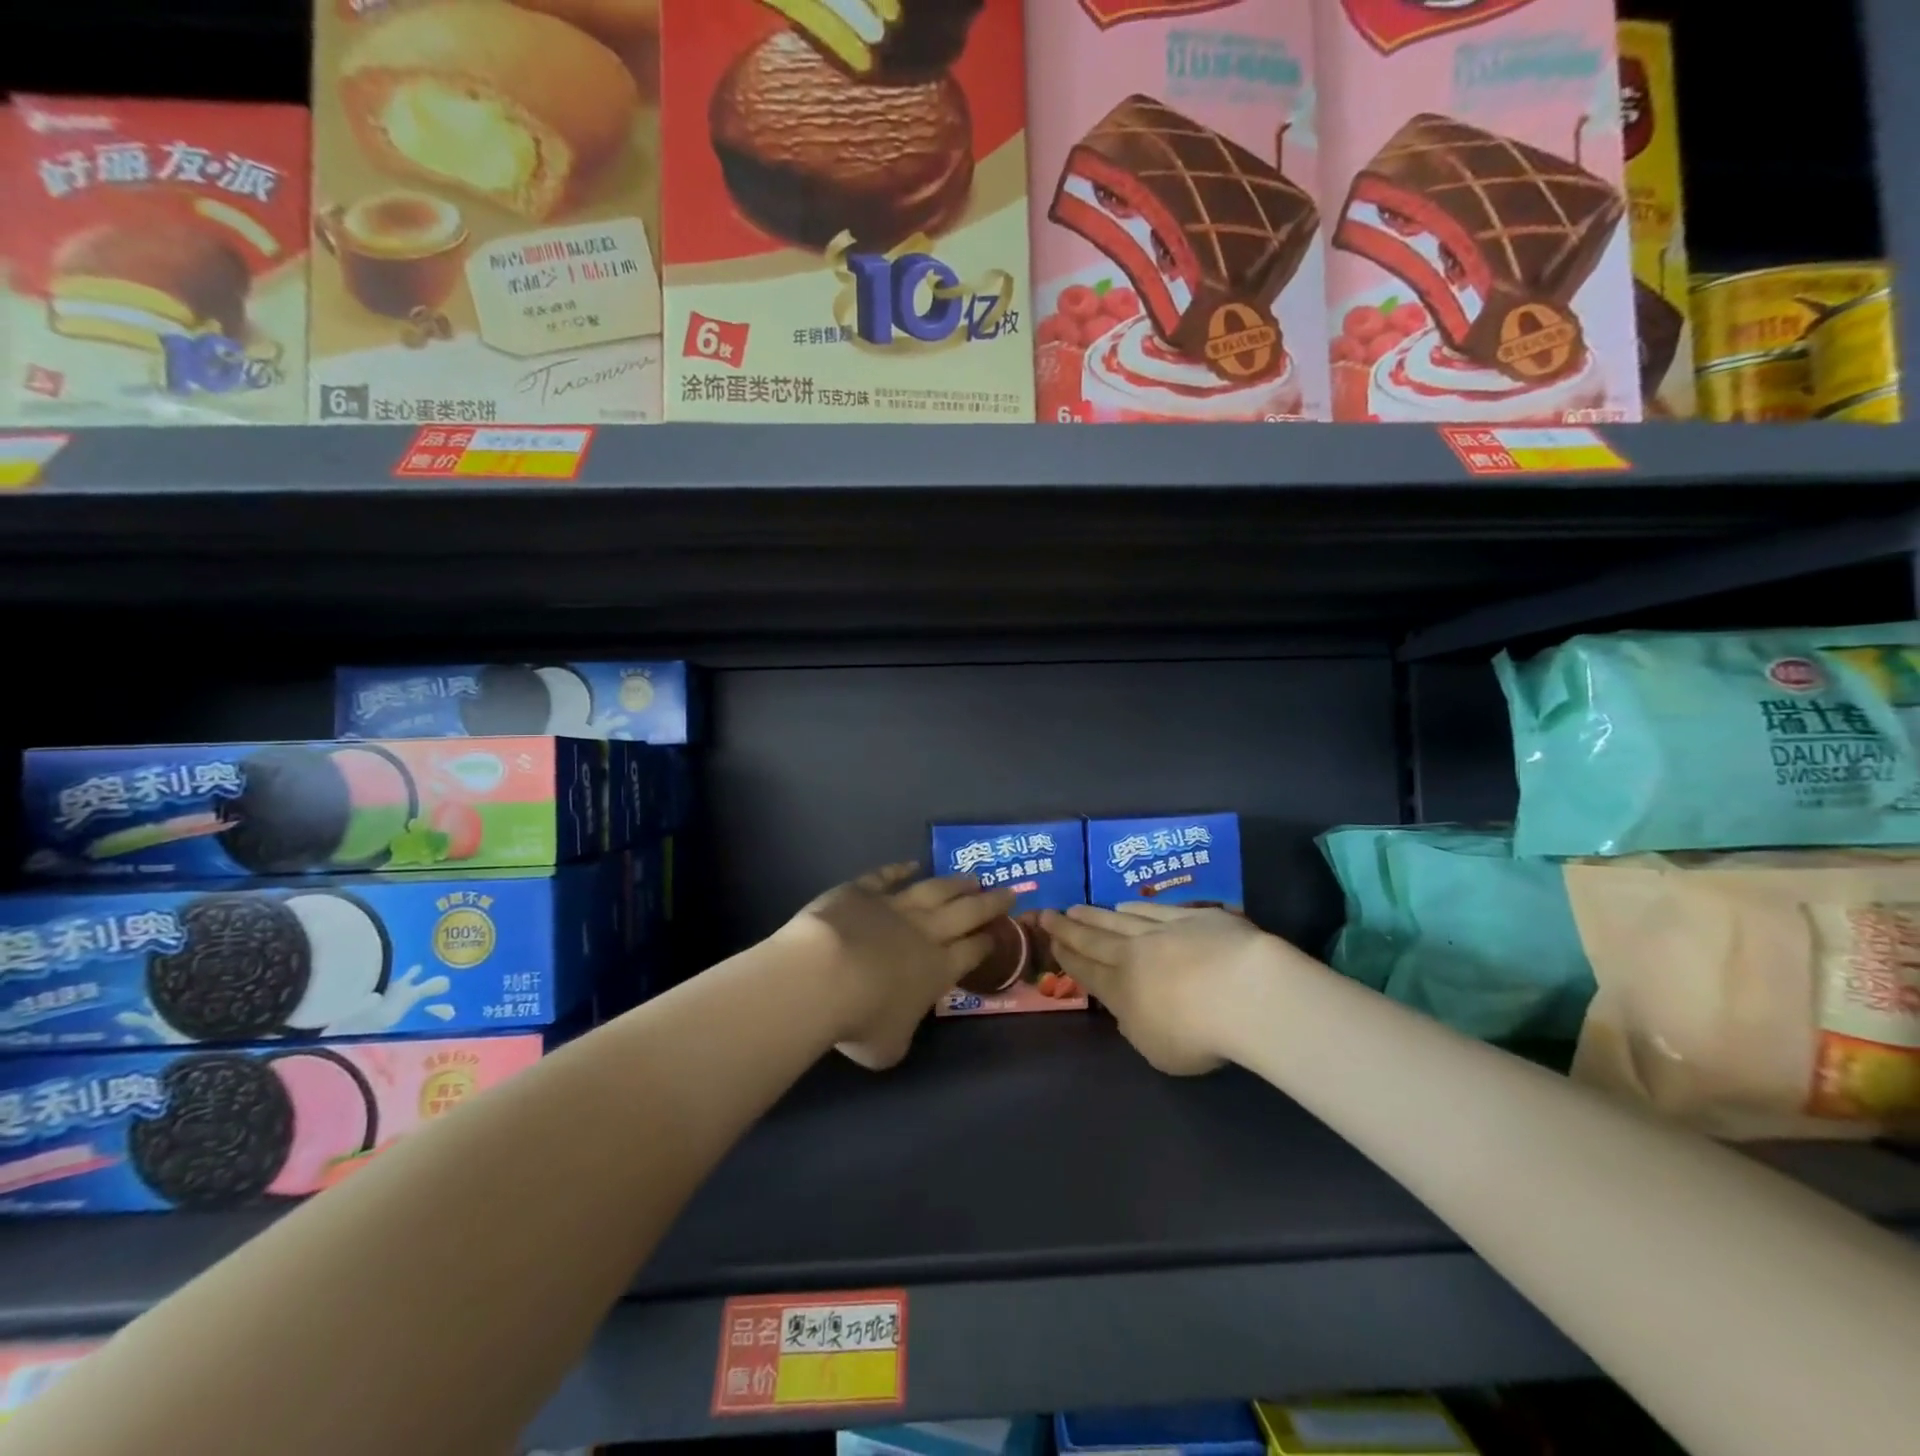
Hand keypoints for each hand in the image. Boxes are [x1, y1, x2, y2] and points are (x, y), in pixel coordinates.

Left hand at [789, 863, 1015, 1069]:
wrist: (823, 975)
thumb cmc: (861, 1019)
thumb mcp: (889, 1047)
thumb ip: (901, 1034)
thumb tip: (898, 1030)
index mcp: (938, 971)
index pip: (973, 952)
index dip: (988, 942)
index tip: (1000, 931)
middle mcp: (925, 933)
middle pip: (966, 913)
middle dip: (989, 903)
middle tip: (1008, 891)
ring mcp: (894, 907)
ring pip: (934, 890)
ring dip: (955, 883)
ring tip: (973, 877)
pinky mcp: (863, 891)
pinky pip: (886, 876)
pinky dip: (899, 868)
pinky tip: (911, 864)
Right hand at [1041, 903, 1274, 1075]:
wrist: (1241, 990)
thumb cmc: (1197, 1034)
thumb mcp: (1157, 1051)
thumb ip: (1137, 1028)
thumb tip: (1128, 1011)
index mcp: (1121, 991)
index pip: (1086, 970)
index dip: (1066, 957)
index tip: (1050, 941)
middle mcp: (1133, 955)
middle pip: (1094, 939)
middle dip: (1068, 928)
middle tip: (1047, 913)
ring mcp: (1162, 931)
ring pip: (1119, 920)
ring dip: (1095, 915)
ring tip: (1078, 908)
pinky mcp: (1193, 917)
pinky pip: (1154, 909)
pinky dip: (1135, 908)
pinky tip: (1125, 905)